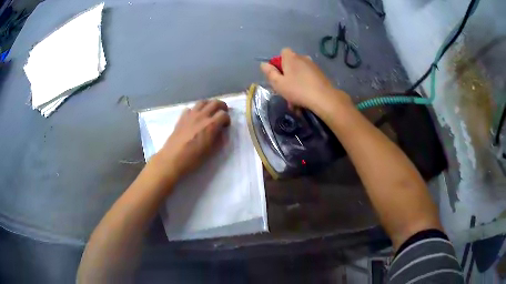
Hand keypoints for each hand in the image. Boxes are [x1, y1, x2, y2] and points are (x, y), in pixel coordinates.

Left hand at [155, 100, 230, 178]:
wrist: (172, 159)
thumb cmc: (193, 158)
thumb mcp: (211, 151)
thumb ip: (218, 139)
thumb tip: (221, 132)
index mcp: (211, 125)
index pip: (224, 114)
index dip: (227, 119)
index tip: (226, 125)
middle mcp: (202, 116)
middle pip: (215, 103)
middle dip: (222, 106)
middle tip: (222, 113)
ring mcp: (190, 115)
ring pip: (202, 102)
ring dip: (209, 105)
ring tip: (210, 111)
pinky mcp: (182, 117)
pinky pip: (190, 108)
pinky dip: (195, 110)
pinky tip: (195, 117)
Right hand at [260, 48, 352, 112]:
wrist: (324, 98)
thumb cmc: (298, 90)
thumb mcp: (278, 83)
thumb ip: (270, 73)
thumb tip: (263, 64)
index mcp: (291, 57)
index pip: (283, 52)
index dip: (279, 62)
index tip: (278, 74)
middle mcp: (303, 58)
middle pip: (291, 63)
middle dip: (287, 75)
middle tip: (285, 89)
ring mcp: (313, 66)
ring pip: (300, 72)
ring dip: (296, 83)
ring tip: (295, 99)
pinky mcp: (321, 74)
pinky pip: (308, 78)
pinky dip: (305, 85)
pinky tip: (305, 98)